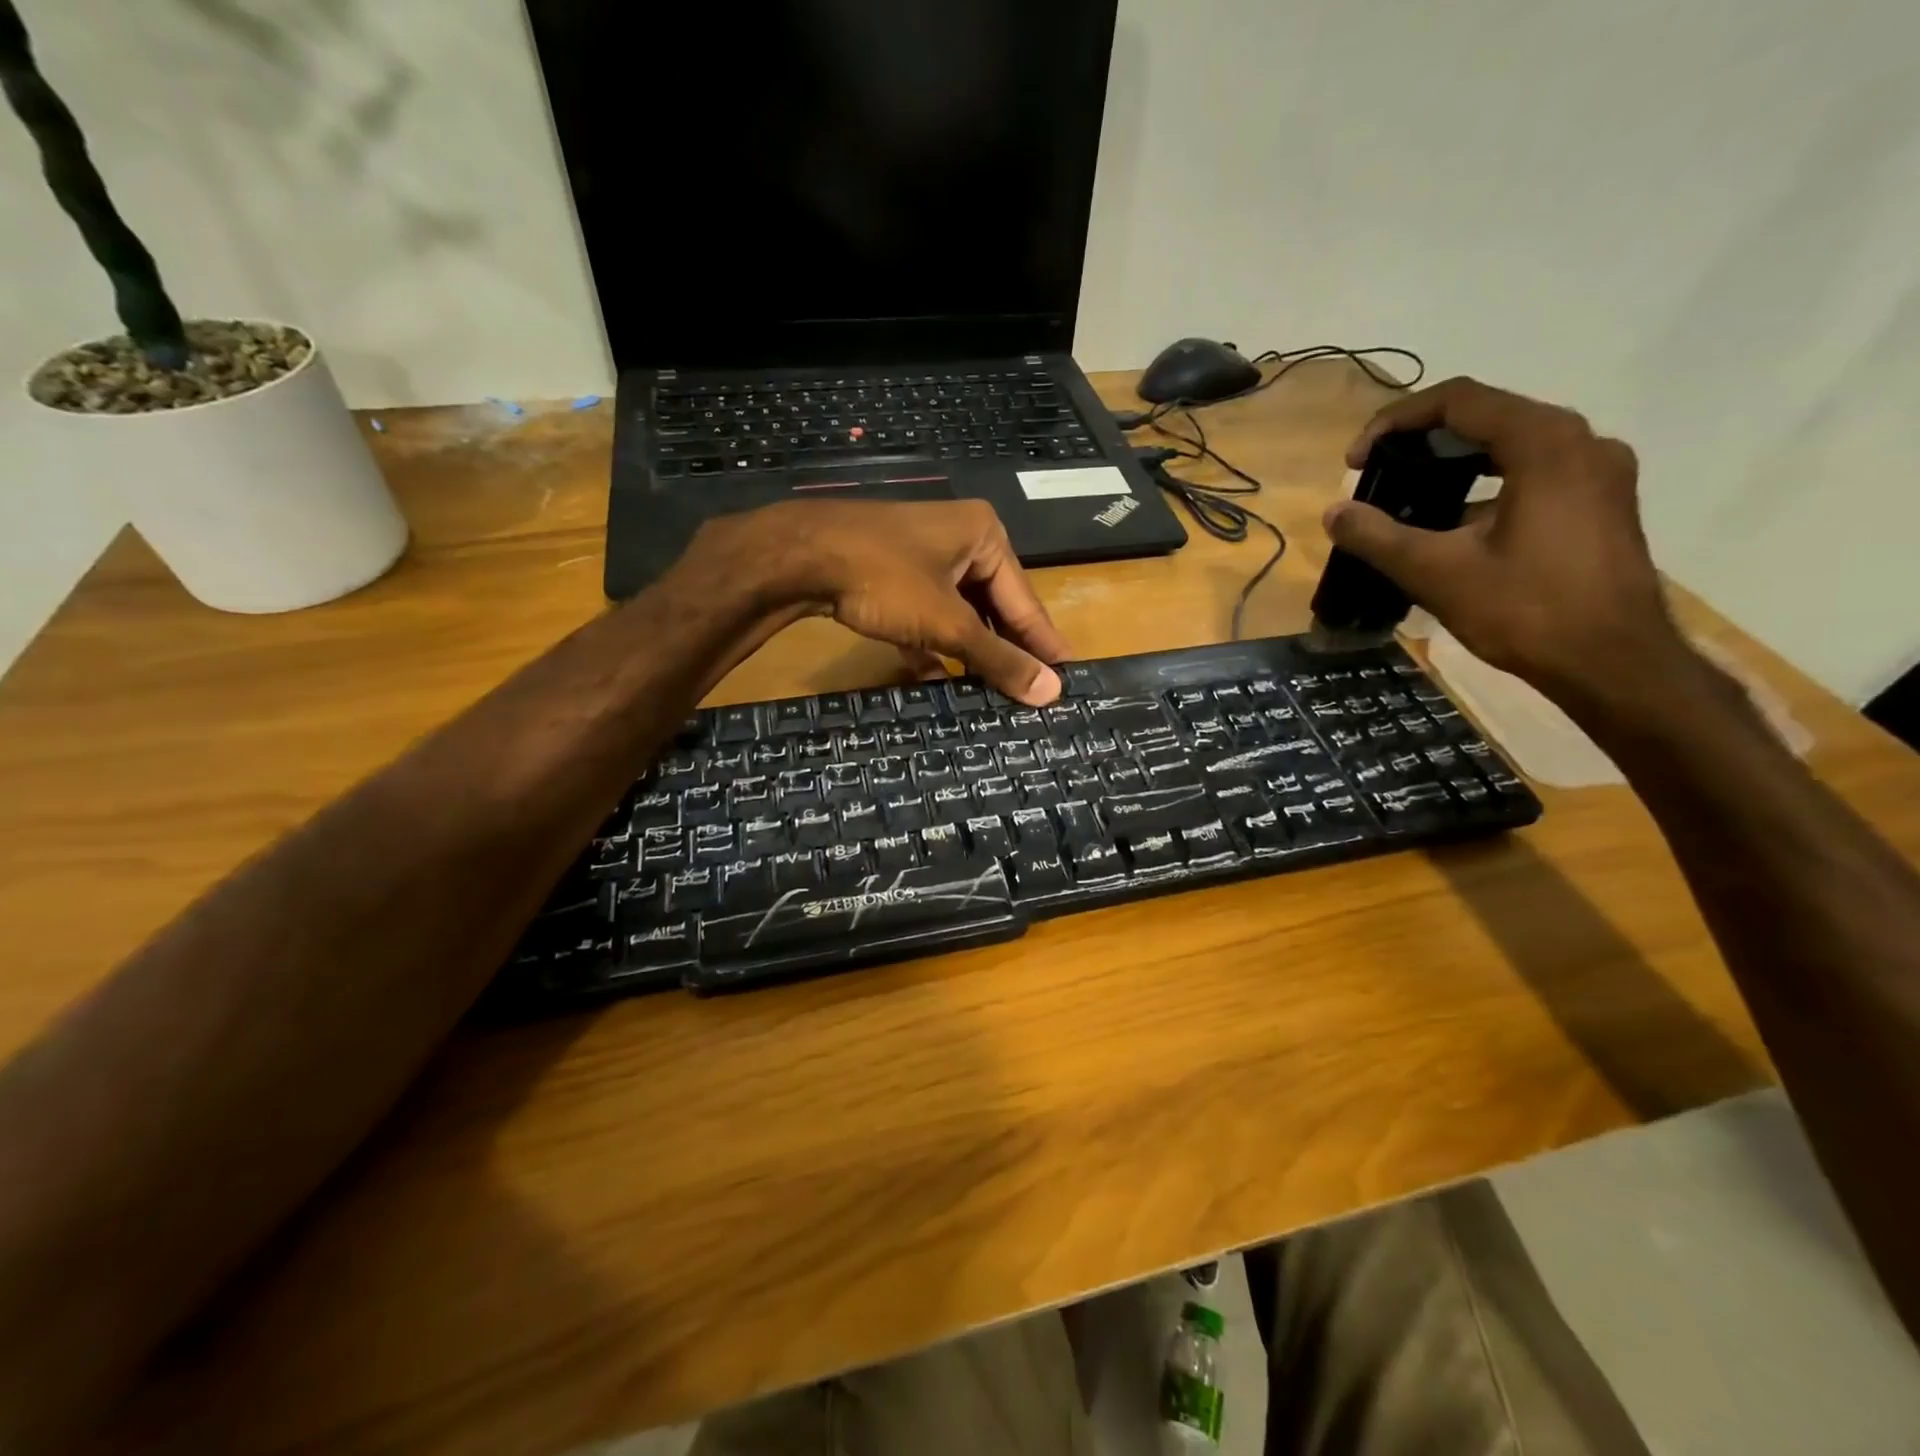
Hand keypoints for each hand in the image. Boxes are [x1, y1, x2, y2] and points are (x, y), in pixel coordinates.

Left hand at [690, 499, 1072, 705]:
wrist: (799, 556)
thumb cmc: (885, 579)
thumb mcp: (947, 623)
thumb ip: (997, 659)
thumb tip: (1051, 692)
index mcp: (985, 536)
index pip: (1026, 601)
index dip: (1044, 643)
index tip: (1068, 678)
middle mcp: (960, 539)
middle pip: (993, 606)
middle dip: (1004, 650)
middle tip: (1031, 693)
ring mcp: (922, 556)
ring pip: (958, 613)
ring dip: (969, 653)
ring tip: (992, 694)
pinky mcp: (892, 574)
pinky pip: (926, 614)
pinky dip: (932, 645)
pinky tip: (939, 680)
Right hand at [1327, 377, 1686, 705]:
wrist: (1613, 663)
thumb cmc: (1526, 610)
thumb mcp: (1436, 572)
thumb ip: (1378, 536)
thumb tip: (1334, 512)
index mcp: (1545, 443)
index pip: (1459, 400)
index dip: (1395, 422)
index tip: (1355, 461)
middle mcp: (1581, 442)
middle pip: (1488, 416)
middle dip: (1422, 440)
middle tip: (1378, 474)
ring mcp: (1599, 473)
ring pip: (1513, 445)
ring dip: (1455, 462)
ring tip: (1409, 496)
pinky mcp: (1603, 503)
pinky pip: (1535, 472)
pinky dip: (1488, 484)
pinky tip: (1455, 524)